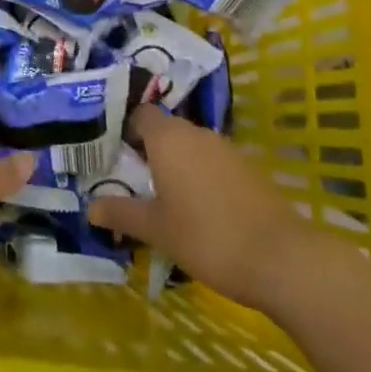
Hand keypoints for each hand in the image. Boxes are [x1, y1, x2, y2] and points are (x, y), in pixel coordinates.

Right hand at [89, 106, 353, 314]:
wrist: (279, 257)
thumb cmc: (206, 237)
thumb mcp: (157, 230)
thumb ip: (122, 213)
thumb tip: (90, 207)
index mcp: (168, 138)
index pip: (140, 114)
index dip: (126, 129)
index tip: (114, 154)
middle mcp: (196, 132)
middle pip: (165, 130)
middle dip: (149, 151)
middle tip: (134, 180)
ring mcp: (226, 148)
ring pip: (191, 147)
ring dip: (177, 165)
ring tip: (164, 197)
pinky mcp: (248, 168)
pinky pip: (213, 163)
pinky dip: (201, 177)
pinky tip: (200, 208)